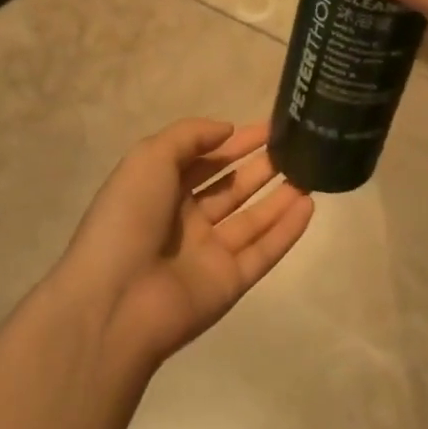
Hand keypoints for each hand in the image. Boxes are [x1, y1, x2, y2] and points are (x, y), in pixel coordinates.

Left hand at [57, 119, 313, 367]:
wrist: (116, 301)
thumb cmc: (129, 217)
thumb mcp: (149, 158)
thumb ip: (189, 136)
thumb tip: (228, 130)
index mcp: (160, 189)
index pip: (205, 159)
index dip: (236, 142)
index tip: (271, 127)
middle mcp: (184, 220)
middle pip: (231, 187)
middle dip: (261, 166)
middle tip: (297, 146)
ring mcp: (207, 253)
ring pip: (251, 219)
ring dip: (279, 196)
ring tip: (311, 171)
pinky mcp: (228, 283)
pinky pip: (263, 252)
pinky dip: (286, 230)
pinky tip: (309, 205)